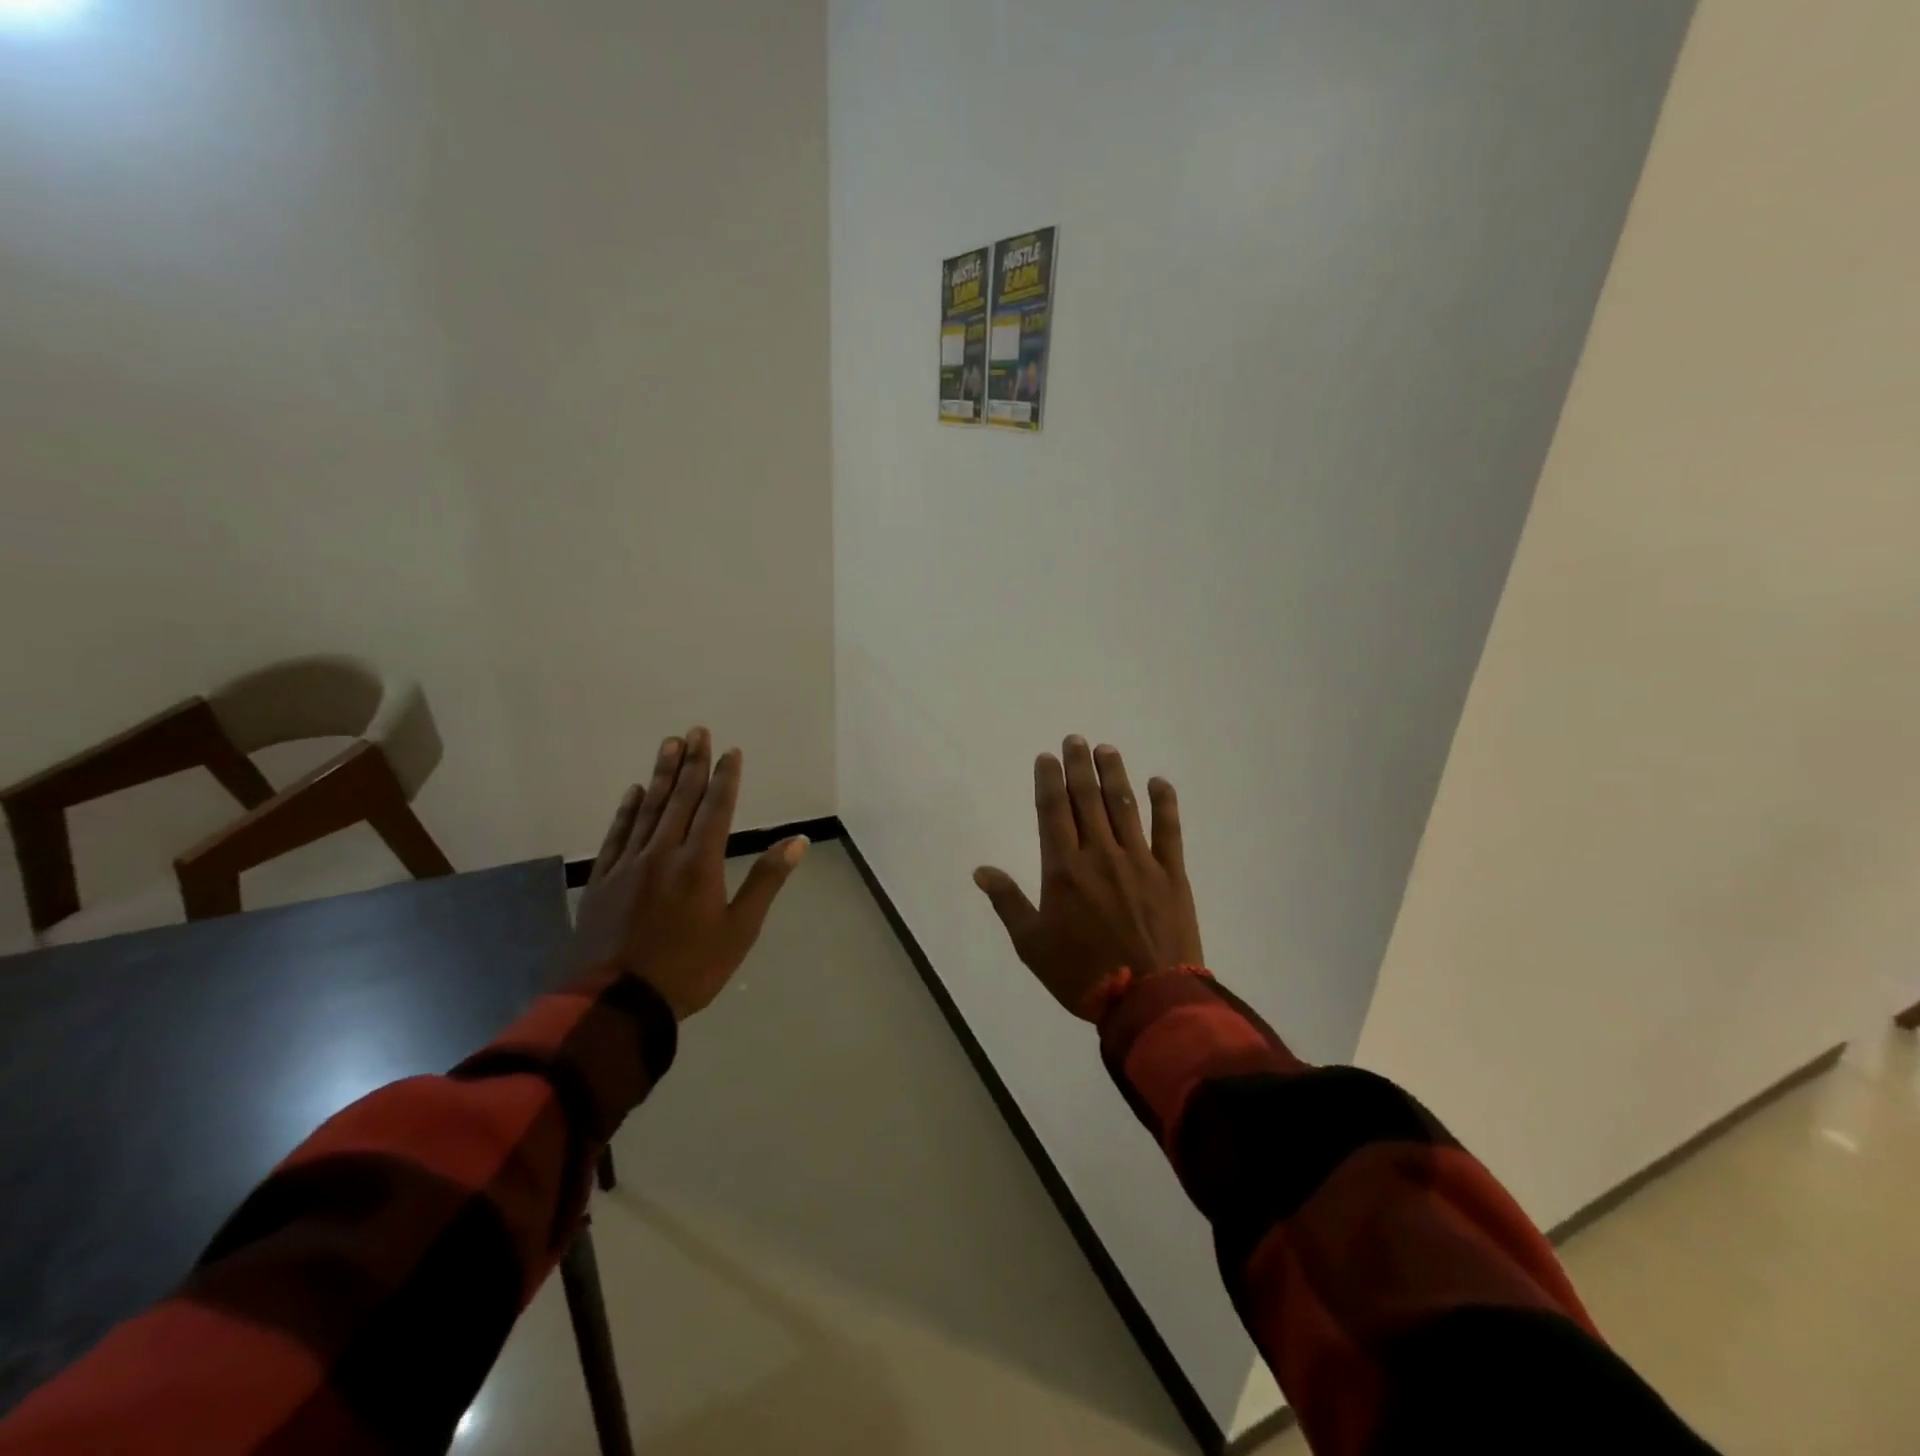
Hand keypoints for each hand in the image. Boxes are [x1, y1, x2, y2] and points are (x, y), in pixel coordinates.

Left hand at [570, 727, 806, 1019]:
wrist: (616, 1003)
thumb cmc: (690, 969)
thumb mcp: (740, 930)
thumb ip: (766, 880)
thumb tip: (797, 841)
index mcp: (700, 864)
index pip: (717, 808)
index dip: (725, 778)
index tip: (731, 751)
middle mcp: (664, 853)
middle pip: (682, 799)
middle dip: (693, 763)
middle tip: (697, 730)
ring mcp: (630, 864)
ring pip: (649, 809)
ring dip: (662, 775)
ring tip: (670, 744)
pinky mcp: (604, 880)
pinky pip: (618, 834)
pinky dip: (628, 810)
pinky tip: (635, 791)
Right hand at [974, 737, 1202, 1019]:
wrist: (1148, 999)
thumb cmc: (1082, 975)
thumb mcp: (1032, 945)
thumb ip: (1008, 902)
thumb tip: (980, 870)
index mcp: (1064, 869)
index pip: (1053, 812)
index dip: (1049, 781)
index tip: (1047, 757)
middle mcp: (1100, 854)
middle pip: (1087, 799)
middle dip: (1079, 766)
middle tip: (1076, 739)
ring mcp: (1139, 861)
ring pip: (1124, 806)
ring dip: (1115, 774)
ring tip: (1107, 749)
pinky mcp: (1171, 874)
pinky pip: (1168, 830)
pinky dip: (1164, 803)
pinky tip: (1159, 782)